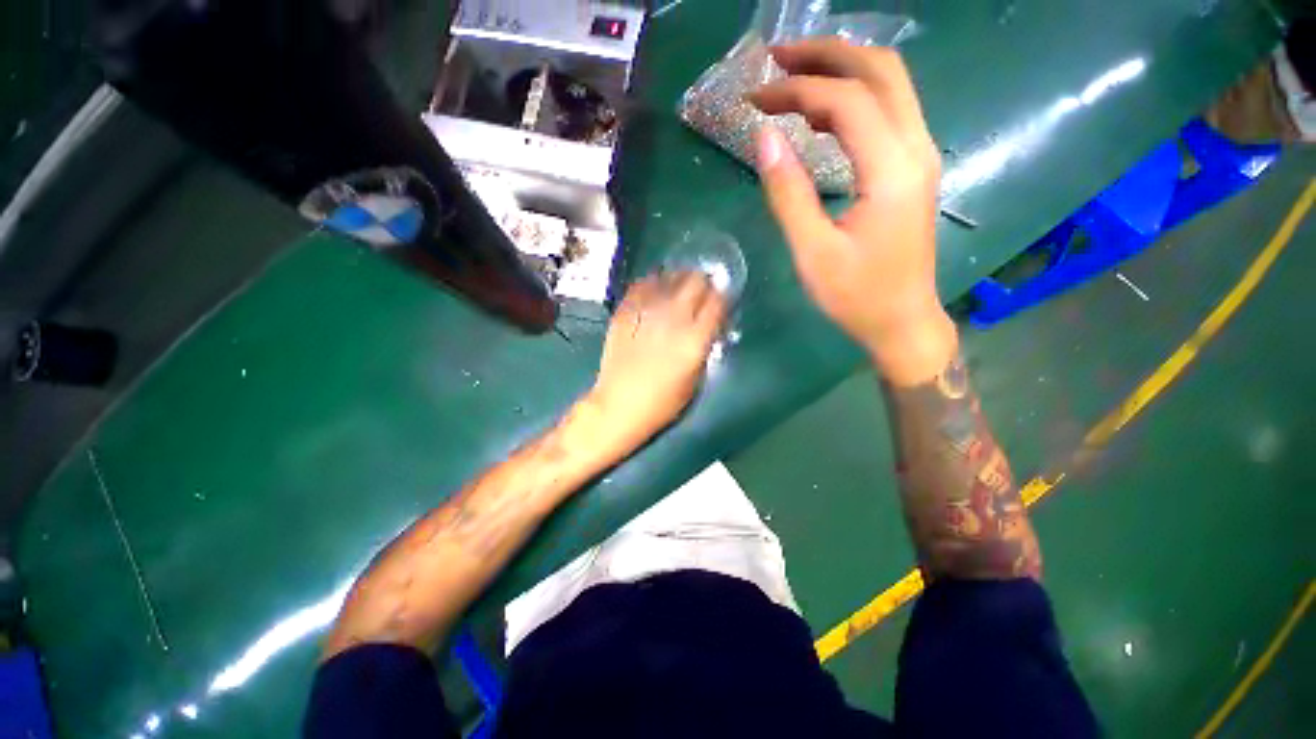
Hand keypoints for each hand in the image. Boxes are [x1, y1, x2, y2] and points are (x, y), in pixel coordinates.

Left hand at [590, 272, 726, 446]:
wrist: (618, 406)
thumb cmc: (662, 403)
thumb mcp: (695, 380)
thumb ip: (704, 347)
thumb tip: (708, 325)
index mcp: (694, 339)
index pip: (718, 302)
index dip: (723, 297)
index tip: (721, 300)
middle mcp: (673, 319)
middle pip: (696, 281)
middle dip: (703, 283)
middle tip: (701, 291)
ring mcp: (646, 311)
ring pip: (669, 277)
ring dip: (678, 279)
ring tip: (678, 288)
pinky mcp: (624, 311)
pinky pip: (641, 284)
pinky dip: (652, 284)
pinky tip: (654, 291)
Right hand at [749, 38, 956, 385]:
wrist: (902, 321)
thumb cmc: (856, 296)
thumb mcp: (813, 252)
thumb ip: (789, 193)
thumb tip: (764, 137)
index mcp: (893, 170)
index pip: (846, 101)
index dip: (797, 91)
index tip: (755, 99)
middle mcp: (917, 149)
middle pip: (881, 70)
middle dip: (826, 54)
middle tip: (776, 59)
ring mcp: (920, 156)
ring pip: (890, 85)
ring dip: (841, 70)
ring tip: (792, 79)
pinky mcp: (913, 169)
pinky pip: (888, 113)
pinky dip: (852, 100)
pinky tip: (819, 118)